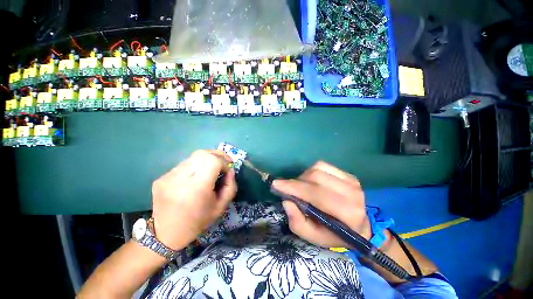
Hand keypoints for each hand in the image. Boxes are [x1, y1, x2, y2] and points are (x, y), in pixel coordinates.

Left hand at [151, 150, 236, 249]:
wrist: (166, 235)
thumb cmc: (198, 222)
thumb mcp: (221, 206)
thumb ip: (230, 185)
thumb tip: (230, 169)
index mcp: (196, 189)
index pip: (213, 161)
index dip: (223, 161)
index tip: (227, 169)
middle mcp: (179, 179)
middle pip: (202, 154)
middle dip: (217, 155)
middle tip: (223, 162)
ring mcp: (167, 177)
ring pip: (192, 157)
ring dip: (206, 160)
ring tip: (210, 169)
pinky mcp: (161, 178)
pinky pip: (183, 165)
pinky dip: (194, 166)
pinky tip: (195, 177)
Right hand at [272, 161, 370, 247]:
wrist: (362, 226)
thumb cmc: (336, 235)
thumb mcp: (314, 237)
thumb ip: (297, 222)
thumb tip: (286, 201)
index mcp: (347, 212)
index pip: (315, 193)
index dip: (294, 187)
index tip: (276, 184)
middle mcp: (351, 192)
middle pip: (315, 177)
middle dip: (297, 182)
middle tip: (289, 189)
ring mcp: (351, 180)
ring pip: (318, 168)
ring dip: (304, 176)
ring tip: (302, 187)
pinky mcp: (348, 174)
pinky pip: (323, 165)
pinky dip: (312, 171)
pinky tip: (312, 181)